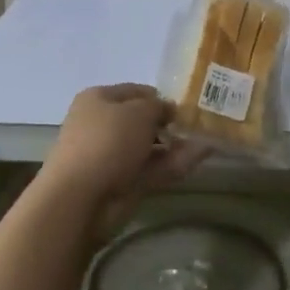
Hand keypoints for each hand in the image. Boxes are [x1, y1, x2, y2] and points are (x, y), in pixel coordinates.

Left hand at [41, 84, 202, 225]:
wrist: (81, 197)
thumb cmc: (108, 141)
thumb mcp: (140, 112)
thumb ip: (160, 107)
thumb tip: (169, 110)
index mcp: (99, 99)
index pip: (135, 92)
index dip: (160, 97)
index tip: (185, 106)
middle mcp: (102, 125)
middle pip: (142, 121)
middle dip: (169, 124)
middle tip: (200, 125)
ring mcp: (111, 156)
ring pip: (149, 147)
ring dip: (176, 145)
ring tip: (208, 142)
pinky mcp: (121, 182)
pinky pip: (152, 169)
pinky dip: (173, 163)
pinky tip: (199, 158)